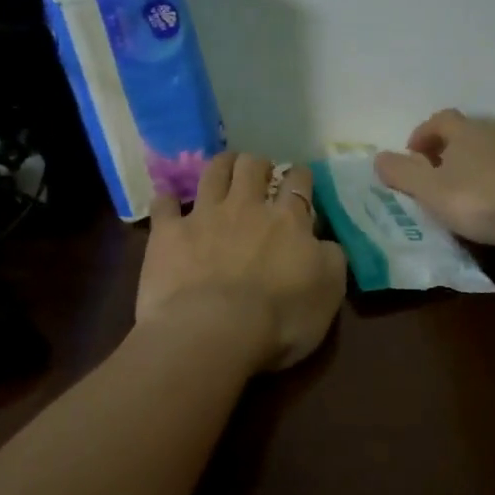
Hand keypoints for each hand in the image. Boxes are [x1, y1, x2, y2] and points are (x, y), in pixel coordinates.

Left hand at [136, 152, 347, 372]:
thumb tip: (323, 241)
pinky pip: (165, 206)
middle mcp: (246, 207)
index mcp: (288, 220)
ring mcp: (204, 216)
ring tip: (224, 165)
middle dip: (258, 164)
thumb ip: (330, 258)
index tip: (299, 177)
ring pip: (213, 173)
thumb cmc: (280, 318)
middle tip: (260, 170)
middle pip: (252, 167)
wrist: (214, 330)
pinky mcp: (169, 233)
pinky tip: (168, 200)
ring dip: (221, 165)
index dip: (300, 176)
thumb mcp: (329, 291)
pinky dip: (167, 200)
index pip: (298, 184)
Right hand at [374, 110, 494, 246]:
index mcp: (464, 131)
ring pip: (490, 151)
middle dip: (448, 150)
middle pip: (466, 133)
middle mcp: (493, 132)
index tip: (412, 155)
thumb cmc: (477, 198)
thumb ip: (402, 173)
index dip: (423, 134)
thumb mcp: (429, 189)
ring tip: (464, 191)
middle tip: (436, 174)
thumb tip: (378, 158)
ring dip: (475, 165)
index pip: (439, 120)